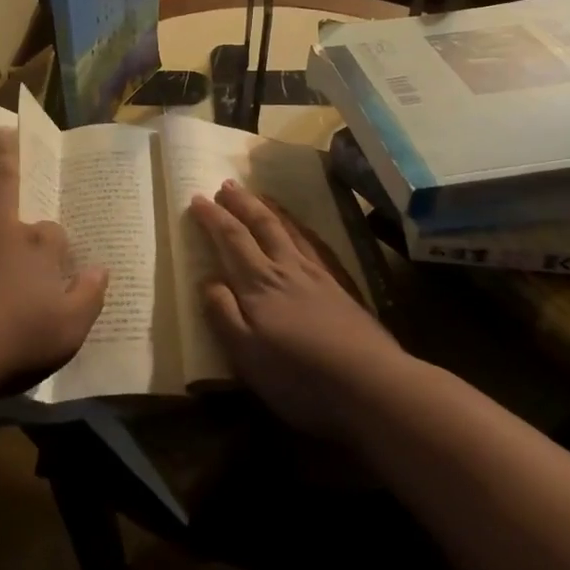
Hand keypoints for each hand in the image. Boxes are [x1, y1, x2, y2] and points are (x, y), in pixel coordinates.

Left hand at [0, 131, 107, 394]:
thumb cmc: (14, 339)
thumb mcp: (69, 328)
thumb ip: (88, 297)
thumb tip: (102, 270)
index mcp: (35, 247)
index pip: (53, 233)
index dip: (56, 243)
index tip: (58, 256)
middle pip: (3, 182)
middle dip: (5, 156)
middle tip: (1, 130)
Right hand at [188, 180, 401, 437]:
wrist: (372, 385)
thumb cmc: (299, 376)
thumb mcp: (246, 354)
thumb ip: (223, 313)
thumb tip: (207, 280)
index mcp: (258, 284)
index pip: (231, 239)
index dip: (213, 217)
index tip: (197, 198)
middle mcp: (286, 269)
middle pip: (261, 225)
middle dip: (241, 203)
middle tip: (226, 184)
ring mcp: (317, 276)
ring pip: (289, 230)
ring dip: (269, 209)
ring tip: (259, 195)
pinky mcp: (341, 288)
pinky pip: (314, 245)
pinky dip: (301, 229)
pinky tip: (301, 230)